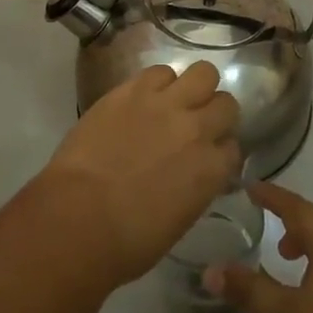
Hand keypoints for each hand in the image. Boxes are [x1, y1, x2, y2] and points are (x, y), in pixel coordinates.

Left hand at [32, 61, 240, 287]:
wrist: (79, 217)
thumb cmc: (128, 241)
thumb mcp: (179, 220)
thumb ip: (196, 186)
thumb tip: (192, 173)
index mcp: (212, 169)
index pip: (233, 147)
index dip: (219, 150)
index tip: (206, 156)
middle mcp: (197, 129)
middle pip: (226, 103)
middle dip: (215, 113)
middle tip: (195, 123)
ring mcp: (165, 104)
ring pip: (203, 72)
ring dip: (194, 87)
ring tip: (174, 101)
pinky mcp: (132, 89)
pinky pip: (159, 71)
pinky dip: (157, 82)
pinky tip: (144, 98)